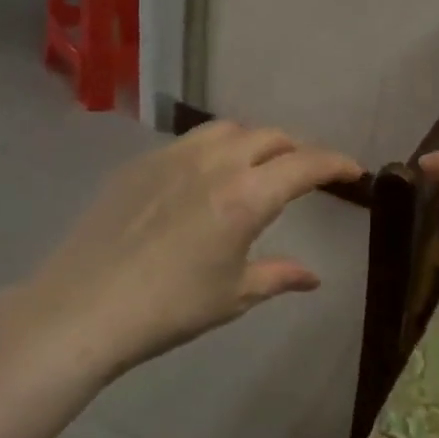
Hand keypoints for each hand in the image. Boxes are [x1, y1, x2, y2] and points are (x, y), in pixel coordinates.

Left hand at [0, 123, 362, 402]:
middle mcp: (215, 163)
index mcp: (246, 196)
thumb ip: (278, 275)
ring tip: (257, 167)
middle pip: (269, 137)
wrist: (84, 308)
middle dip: (296, 150)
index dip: (336, 163)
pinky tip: (205, 178)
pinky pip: (190, 141)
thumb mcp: (233, 295)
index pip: (306, 164)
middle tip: (305, 174)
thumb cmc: (170, 308)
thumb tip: (313, 277)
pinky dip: (215, 149)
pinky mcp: (140, 164)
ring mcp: (172, 157)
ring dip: (254, 142)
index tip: (354, 171)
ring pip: (227, 129)